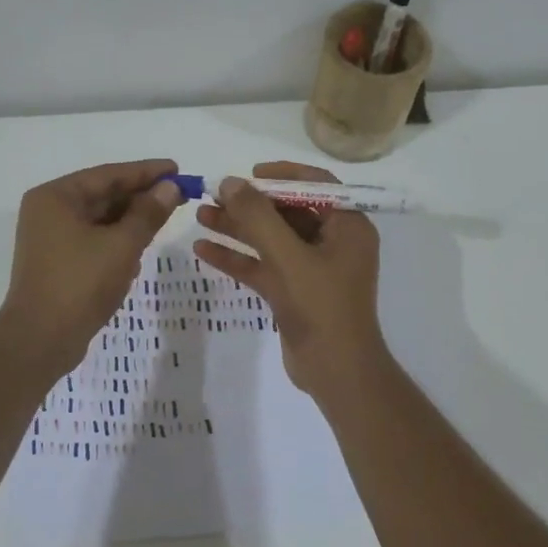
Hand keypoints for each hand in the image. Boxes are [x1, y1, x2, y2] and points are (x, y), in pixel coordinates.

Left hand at [0, 159, 182, 375]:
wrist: (41, 340)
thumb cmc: (80, 284)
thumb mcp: (122, 245)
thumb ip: (148, 213)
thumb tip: (170, 187)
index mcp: (56, 197)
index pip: (108, 175)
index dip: (146, 172)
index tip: (177, 169)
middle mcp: (49, 211)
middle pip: (103, 195)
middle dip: (140, 196)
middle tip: (179, 194)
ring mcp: (51, 238)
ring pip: (100, 219)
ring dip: (131, 219)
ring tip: (166, 216)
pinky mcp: (58, 262)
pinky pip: (94, 240)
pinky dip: (117, 240)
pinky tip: (141, 246)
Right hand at [192, 161, 387, 396]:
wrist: (336, 372)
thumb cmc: (321, 306)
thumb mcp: (288, 257)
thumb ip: (258, 217)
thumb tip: (230, 182)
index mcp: (347, 226)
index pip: (316, 185)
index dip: (281, 175)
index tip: (247, 175)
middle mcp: (333, 242)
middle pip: (287, 211)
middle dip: (249, 204)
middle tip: (213, 195)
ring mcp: (312, 268)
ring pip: (271, 239)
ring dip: (237, 228)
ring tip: (199, 216)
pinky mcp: (294, 291)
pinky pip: (264, 266)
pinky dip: (238, 257)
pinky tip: (203, 250)